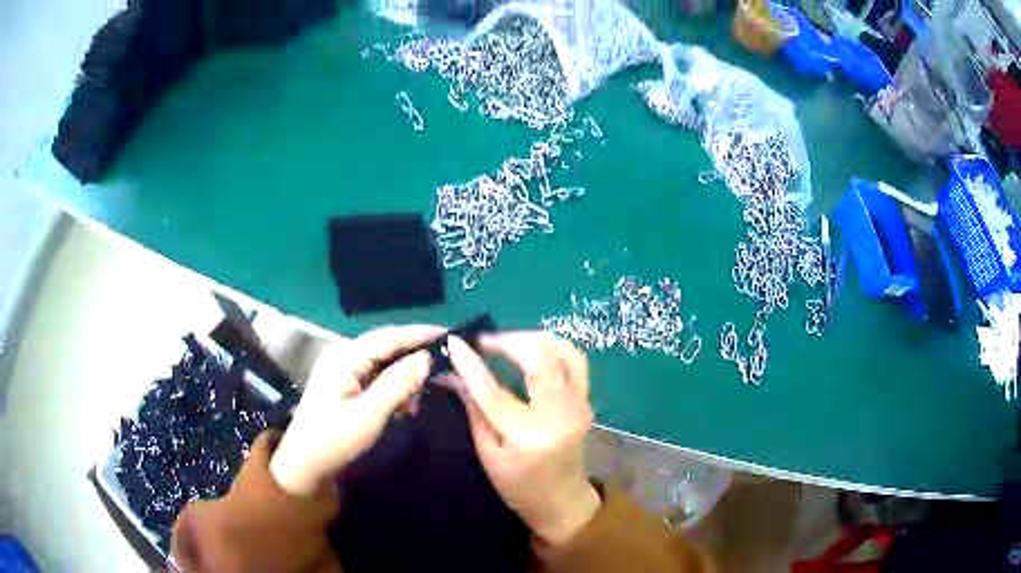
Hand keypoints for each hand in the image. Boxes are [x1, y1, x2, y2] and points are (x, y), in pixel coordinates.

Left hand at [269, 325, 442, 496]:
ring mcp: (341, 370)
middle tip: (446, 358)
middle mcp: (342, 356)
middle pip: (385, 345)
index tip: (449, 334)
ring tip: (428, 387)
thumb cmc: (334, 441)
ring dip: (404, 372)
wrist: (303, 465)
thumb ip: (397, 384)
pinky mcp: (343, 385)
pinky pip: (375, 376)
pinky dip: (393, 385)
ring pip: (381, 361)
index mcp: (344, 358)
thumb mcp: (369, 415)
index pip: (387, 337)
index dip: (418, 334)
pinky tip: (406, 403)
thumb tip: (426, 358)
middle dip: (414, 351)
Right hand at [447, 332, 600, 546]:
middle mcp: (559, 413)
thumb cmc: (518, 486)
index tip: (455, 342)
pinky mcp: (586, 400)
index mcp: (528, 435)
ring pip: (563, 350)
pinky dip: (551, 347)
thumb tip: (453, 374)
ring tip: (506, 343)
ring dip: (532, 338)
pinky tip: (531, 350)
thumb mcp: (488, 454)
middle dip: (508, 341)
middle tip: (483, 341)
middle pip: (539, 358)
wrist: (562, 500)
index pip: (494, 391)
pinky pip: (574, 360)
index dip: (471, 364)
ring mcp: (579, 404)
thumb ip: (473, 410)